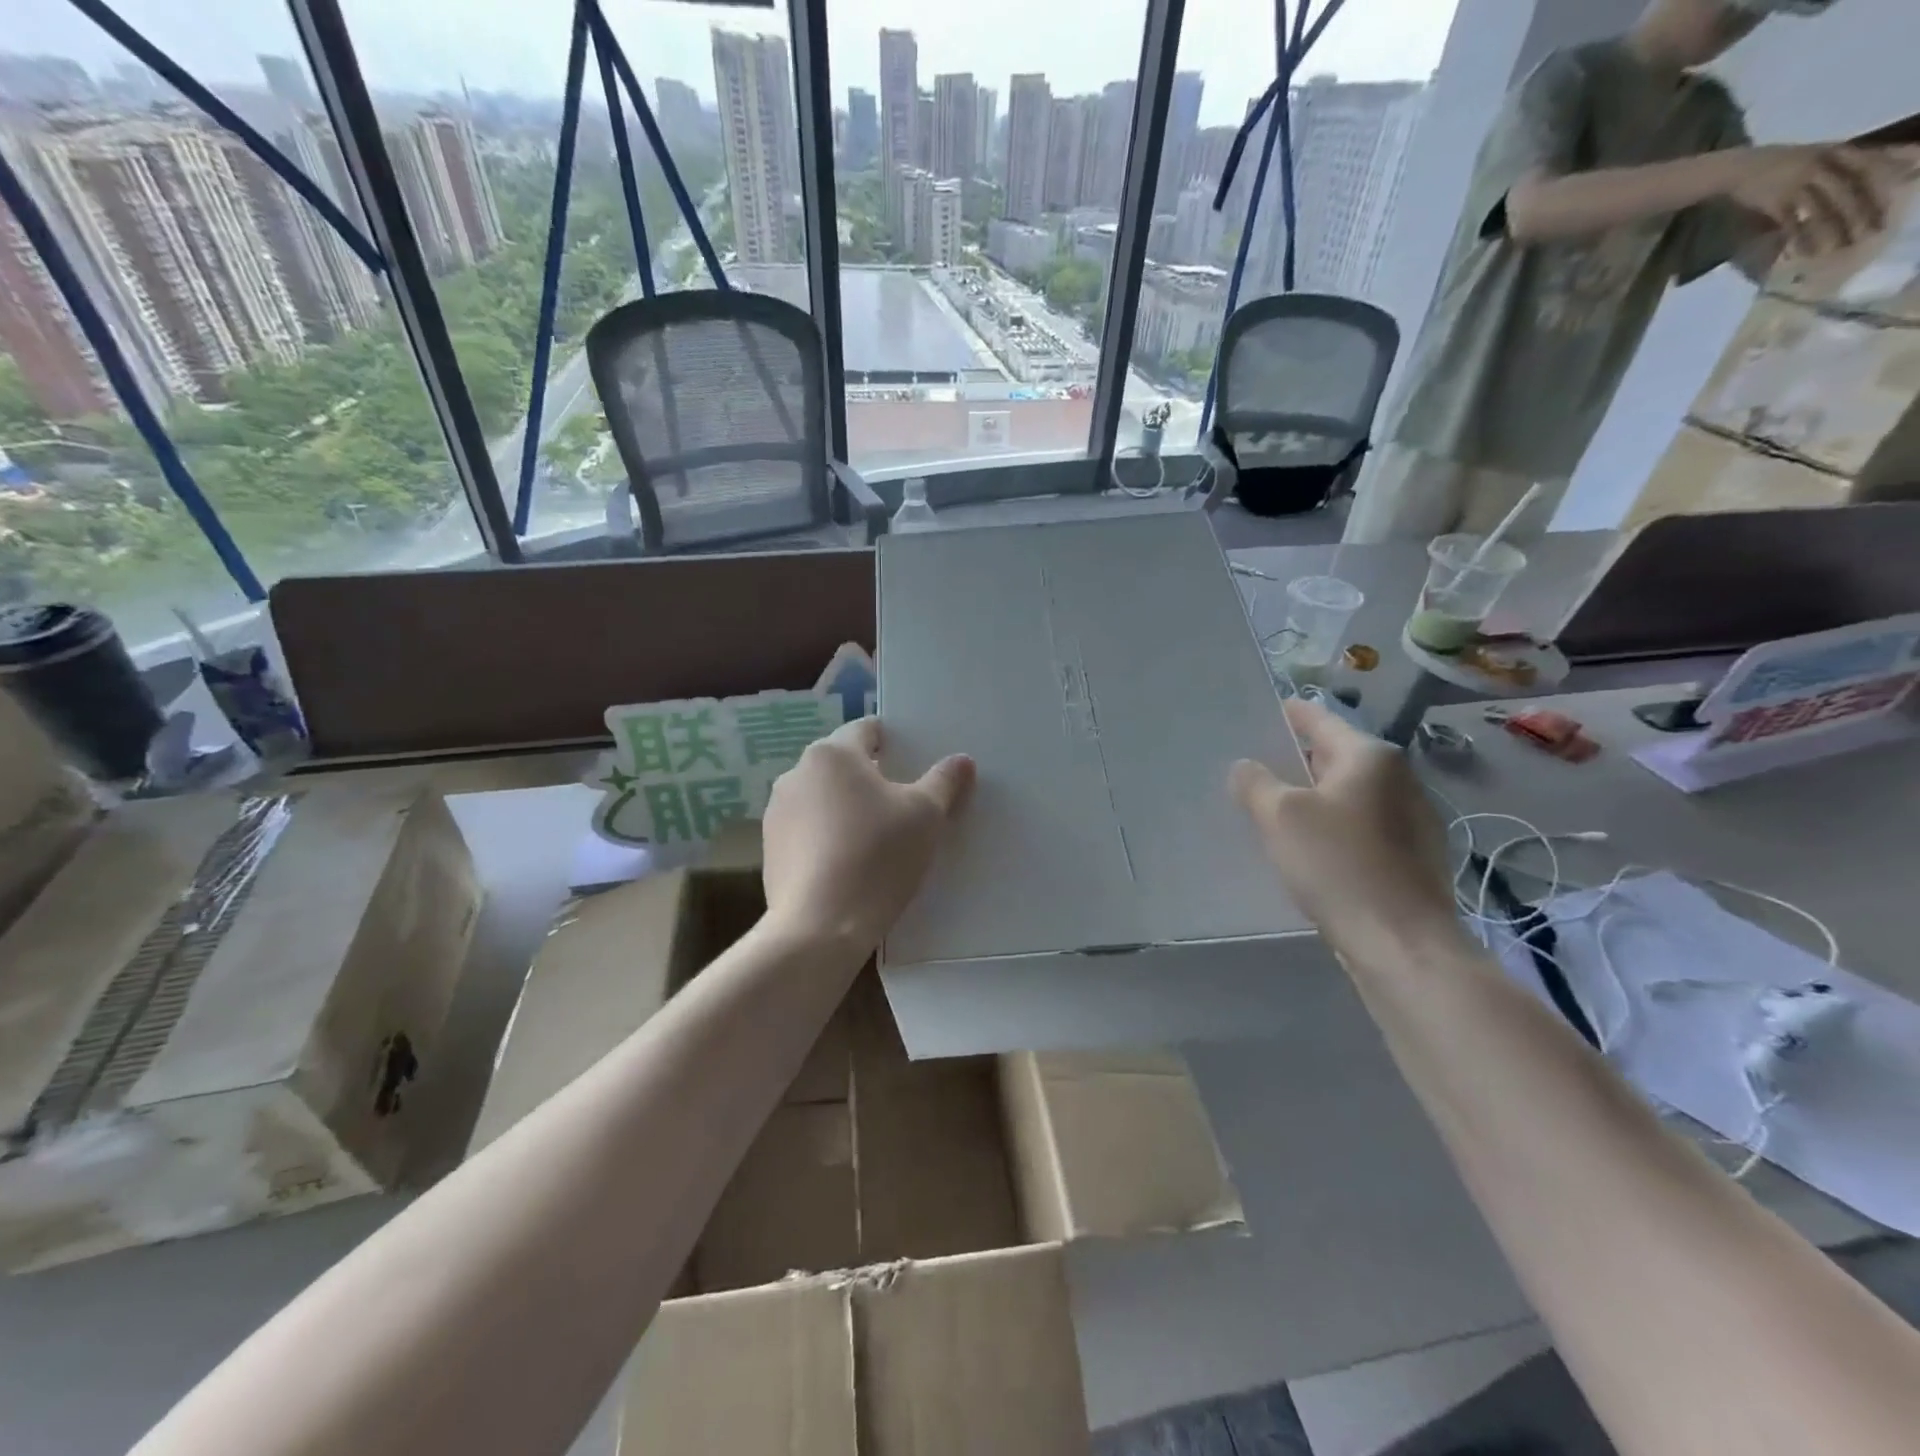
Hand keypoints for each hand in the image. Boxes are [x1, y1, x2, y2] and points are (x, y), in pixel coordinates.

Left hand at [761, 717, 974, 951]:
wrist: (819, 927)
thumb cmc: (877, 856)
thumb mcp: (925, 816)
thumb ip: (944, 782)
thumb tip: (961, 760)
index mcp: (832, 754)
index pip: (866, 730)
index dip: (893, 742)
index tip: (913, 764)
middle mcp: (796, 774)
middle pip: (842, 764)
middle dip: (870, 778)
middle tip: (903, 805)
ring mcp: (777, 813)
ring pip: (822, 798)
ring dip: (846, 808)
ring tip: (875, 838)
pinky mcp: (770, 850)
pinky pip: (807, 830)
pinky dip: (827, 837)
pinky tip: (848, 864)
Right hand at [1231, 700, 1459, 955]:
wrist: (1402, 943)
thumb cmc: (1338, 865)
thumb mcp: (1280, 817)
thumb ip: (1256, 783)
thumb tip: (1246, 767)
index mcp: (1371, 757)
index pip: (1321, 720)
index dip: (1290, 715)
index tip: (1265, 711)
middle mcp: (1400, 779)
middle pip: (1337, 756)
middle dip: (1299, 759)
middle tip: (1258, 765)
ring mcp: (1413, 819)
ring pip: (1350, 794)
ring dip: (1316, 796)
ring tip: (1276, 806)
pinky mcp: (1413, 857)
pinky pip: (1362, 826)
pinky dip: (1335, 825)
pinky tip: (1310, 847)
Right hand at [1724, 144, 1892, 255]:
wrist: (1735, 169)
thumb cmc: (1775, 164)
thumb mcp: (1813, 155)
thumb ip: (1837, 163)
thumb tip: (1862, 174)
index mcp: (1834, 151)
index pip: (1870, 164)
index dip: (1888, 180)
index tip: (1900, 195)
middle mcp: (1820, 166)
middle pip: (1849, 190)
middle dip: (1862, 212)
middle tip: (1872, 232)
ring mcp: (1795, 185)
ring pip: (1822, 208)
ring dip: (1832, 230)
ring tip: (1839, 248)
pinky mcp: (1773, 203)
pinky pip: (1791, 223)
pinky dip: (1798, 238)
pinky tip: (1802, 252)